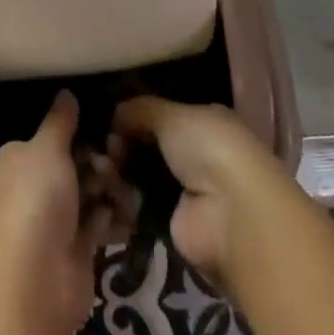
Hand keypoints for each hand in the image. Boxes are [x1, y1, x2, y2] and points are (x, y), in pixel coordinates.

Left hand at [0, 91, 113, 334]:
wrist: (33, 281)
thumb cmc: (34, 200)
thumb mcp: (46, 149)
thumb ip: (60, 122)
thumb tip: (66, 92)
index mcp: (19, 158)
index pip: (51, 138)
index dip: (79, 131)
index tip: (108, 125)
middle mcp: (34, 187)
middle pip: (75, 165)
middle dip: (100, 162)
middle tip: (119, 159)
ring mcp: (55, 220)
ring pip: (90, 194)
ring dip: (110, 190)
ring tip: (127, 189)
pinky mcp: (76, 250)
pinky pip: (99, 225)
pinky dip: (113, 219)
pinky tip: (129, 213)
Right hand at [113, 97, 287, 286]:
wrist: (231, 214)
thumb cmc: (208, 148)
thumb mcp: (171, 114)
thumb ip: (140, 109)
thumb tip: (115, 112)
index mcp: (204, 122)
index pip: (164, 114)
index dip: (136, 114)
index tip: (111, 117)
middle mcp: (197, 155)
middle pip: (149, 145)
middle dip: (124, 142)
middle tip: (105, 144)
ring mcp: (185, 191)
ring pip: (142, 175)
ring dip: (120, 170)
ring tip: (102, 166)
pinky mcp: (173, 225)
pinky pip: (139, 205)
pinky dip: (124, 198)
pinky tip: (108, 188)